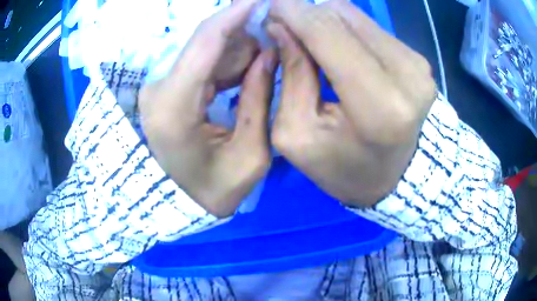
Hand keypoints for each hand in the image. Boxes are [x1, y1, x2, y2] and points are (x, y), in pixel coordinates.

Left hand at [139, 0, 277, 217]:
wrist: (177, 203)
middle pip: (208, 41)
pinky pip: (202, 61)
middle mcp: (160, 88)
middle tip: (278, 47)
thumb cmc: (212, 190)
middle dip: (247, 36)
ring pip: (207, 49)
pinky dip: (228, 61)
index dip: (237, 12)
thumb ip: (260, 98)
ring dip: (240, 50)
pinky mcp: (166, 87)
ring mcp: (160, 86)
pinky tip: (247, 73)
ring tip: (263, 70)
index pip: (206, 40)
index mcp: (174, 105)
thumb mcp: (250, 155)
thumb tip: (269, 53)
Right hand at [268, 0, 436, 206]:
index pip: (327, 34)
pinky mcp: (419, 59)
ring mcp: (418, 64)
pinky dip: (347, 31)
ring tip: (311, 43)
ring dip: (325, 22)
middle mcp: (407, 75)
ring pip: (356, 16)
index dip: (292, 12)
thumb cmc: (344, 168)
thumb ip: (291, 75)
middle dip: (305, 15)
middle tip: (284, 28)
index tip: (269, 5)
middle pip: (342, 15)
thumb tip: (282, 26)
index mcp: (378, 106)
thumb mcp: (299, 135)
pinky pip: (371, 28)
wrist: (397, 178)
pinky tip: (338, 50)